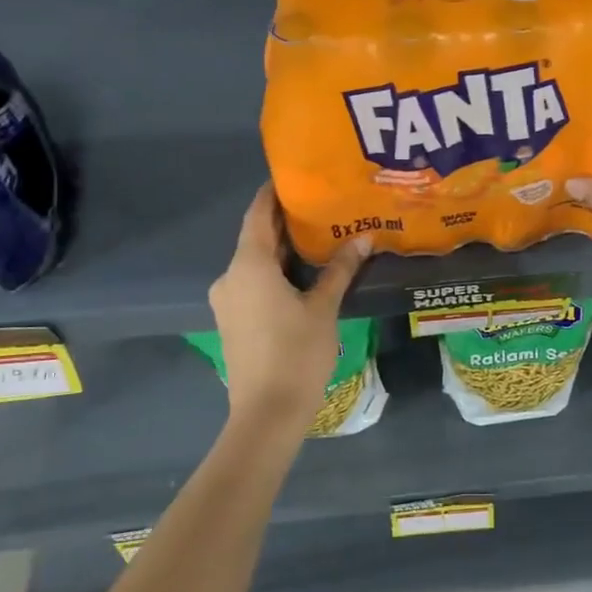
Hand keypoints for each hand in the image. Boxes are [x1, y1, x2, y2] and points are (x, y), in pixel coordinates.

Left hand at [207, 184, 368, 435]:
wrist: (266, 414)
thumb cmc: (296, 354)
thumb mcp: (324, 307)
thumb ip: (340, 269)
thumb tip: (363, 237)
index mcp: (249, 265)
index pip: (258, 214)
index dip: (274, 193)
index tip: (297, 177)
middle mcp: (231, 276)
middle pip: (257, 237)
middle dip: (286, 222)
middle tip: (322, 207)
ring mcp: (228, 301)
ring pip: (256, 263)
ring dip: (283, 250)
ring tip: (320, 237)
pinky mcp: (233, 320)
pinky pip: (253, 283)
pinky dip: (276, 272)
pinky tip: (304, 274)